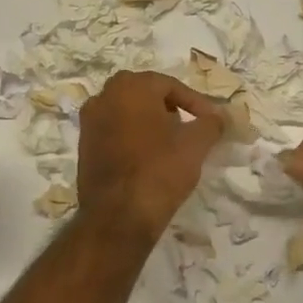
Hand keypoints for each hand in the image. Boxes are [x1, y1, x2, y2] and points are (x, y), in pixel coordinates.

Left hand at [76, 72, 224, 246]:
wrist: (118, 216)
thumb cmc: (159, 170)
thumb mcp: (196, 144)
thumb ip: (211, 123)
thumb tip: (219, 116)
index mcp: (130, 87)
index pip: (170, 85)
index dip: (196, 103)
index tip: (213, 122)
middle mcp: (103, 97)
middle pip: (145, 95)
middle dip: (170, 109)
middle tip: (190, 128)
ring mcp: (89, 122)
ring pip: (127, 113)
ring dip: (150, 123)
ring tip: (171, 145)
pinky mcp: (83, 147)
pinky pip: (114, 133)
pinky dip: (133, 138)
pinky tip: (148, 159)